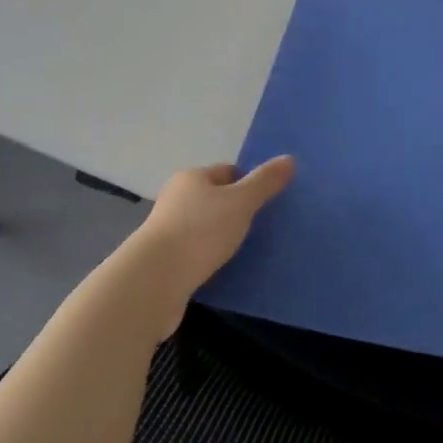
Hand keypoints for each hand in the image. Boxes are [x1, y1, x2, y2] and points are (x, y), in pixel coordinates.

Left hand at [128, 157, 294, 329]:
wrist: (153, 282)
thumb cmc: (199, 232)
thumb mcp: (240, 202)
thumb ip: (265, 182)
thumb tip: (289, 159)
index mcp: (191, 178)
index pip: (227, 172)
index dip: (248, 183)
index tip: (268, 201)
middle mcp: (175, 200)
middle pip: (214, 199)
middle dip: (236, 211)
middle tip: (262, 226)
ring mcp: (166, 232)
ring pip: (204, 229)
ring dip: (222, 238)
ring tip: (247, 251)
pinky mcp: (163, 264)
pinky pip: (195, 255)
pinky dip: (209, 260)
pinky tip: (225, 271)